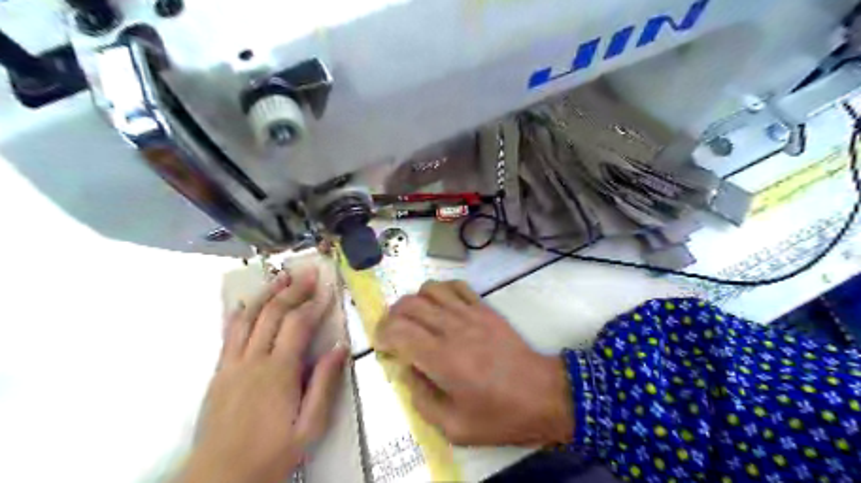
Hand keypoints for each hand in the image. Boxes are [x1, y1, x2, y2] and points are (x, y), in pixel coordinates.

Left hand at [177, 268, 348, 482]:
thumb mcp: (310, 426)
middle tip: (307, 273)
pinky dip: (239, 314)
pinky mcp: (218, 372)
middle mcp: (253, 360)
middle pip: (273, 313)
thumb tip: (339, 348)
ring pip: (248, 318)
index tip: (327, 288)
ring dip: (266, 294)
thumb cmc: (272, 453)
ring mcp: (231, 364)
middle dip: (292, 289)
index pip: (298, 324)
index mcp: (279, 371)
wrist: (219, 479)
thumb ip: (325, 384)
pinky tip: (244, 304)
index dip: (314, 303)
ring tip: (280, 277)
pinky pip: (228, 334)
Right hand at [376, 282, 569, 446]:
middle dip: (391, 316)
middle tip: (393, 334)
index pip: (398, 330)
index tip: (383, 348)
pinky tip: (441, 306)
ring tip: (415, 319)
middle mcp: (452, 328)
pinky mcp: (485, 308)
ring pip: (430, 289)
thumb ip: (421, 400)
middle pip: (409, 305)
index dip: (382, 335)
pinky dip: (440, 290)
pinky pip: (456, 286)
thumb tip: (407, 371)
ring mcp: (470, 313)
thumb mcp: (454, 427)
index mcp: (441, 358)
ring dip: (414, 301)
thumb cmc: (500, 415)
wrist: (544, 394)